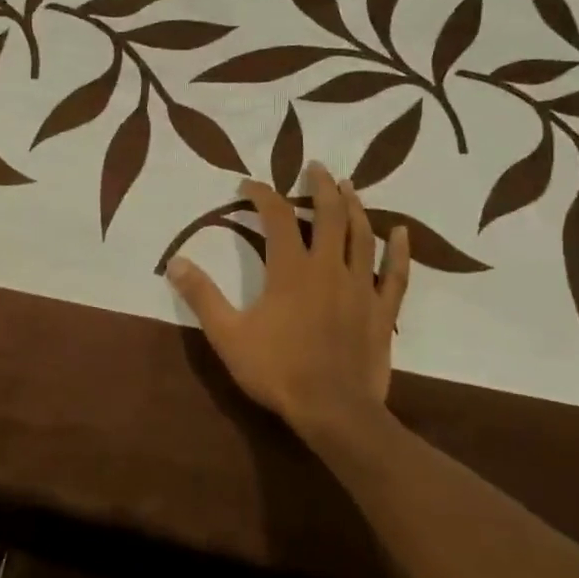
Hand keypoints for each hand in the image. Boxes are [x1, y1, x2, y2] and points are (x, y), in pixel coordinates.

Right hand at [166, 163, 408, 435]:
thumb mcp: (227, 335)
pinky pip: (396, 274)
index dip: (262, 194)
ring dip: (355, 206)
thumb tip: (176, 261)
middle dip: (321, 186)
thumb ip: (202, 295)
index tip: (248, 185)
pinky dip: (400, 250)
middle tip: (316, 167)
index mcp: (290, 269)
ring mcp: (360, 287)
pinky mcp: (382, 310)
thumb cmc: (277, 370)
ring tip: (349, 187)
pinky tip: (403, 232)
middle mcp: (328, 267)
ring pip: (362, 235)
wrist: (333, 410)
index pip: (276, 216)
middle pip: (328, 215)